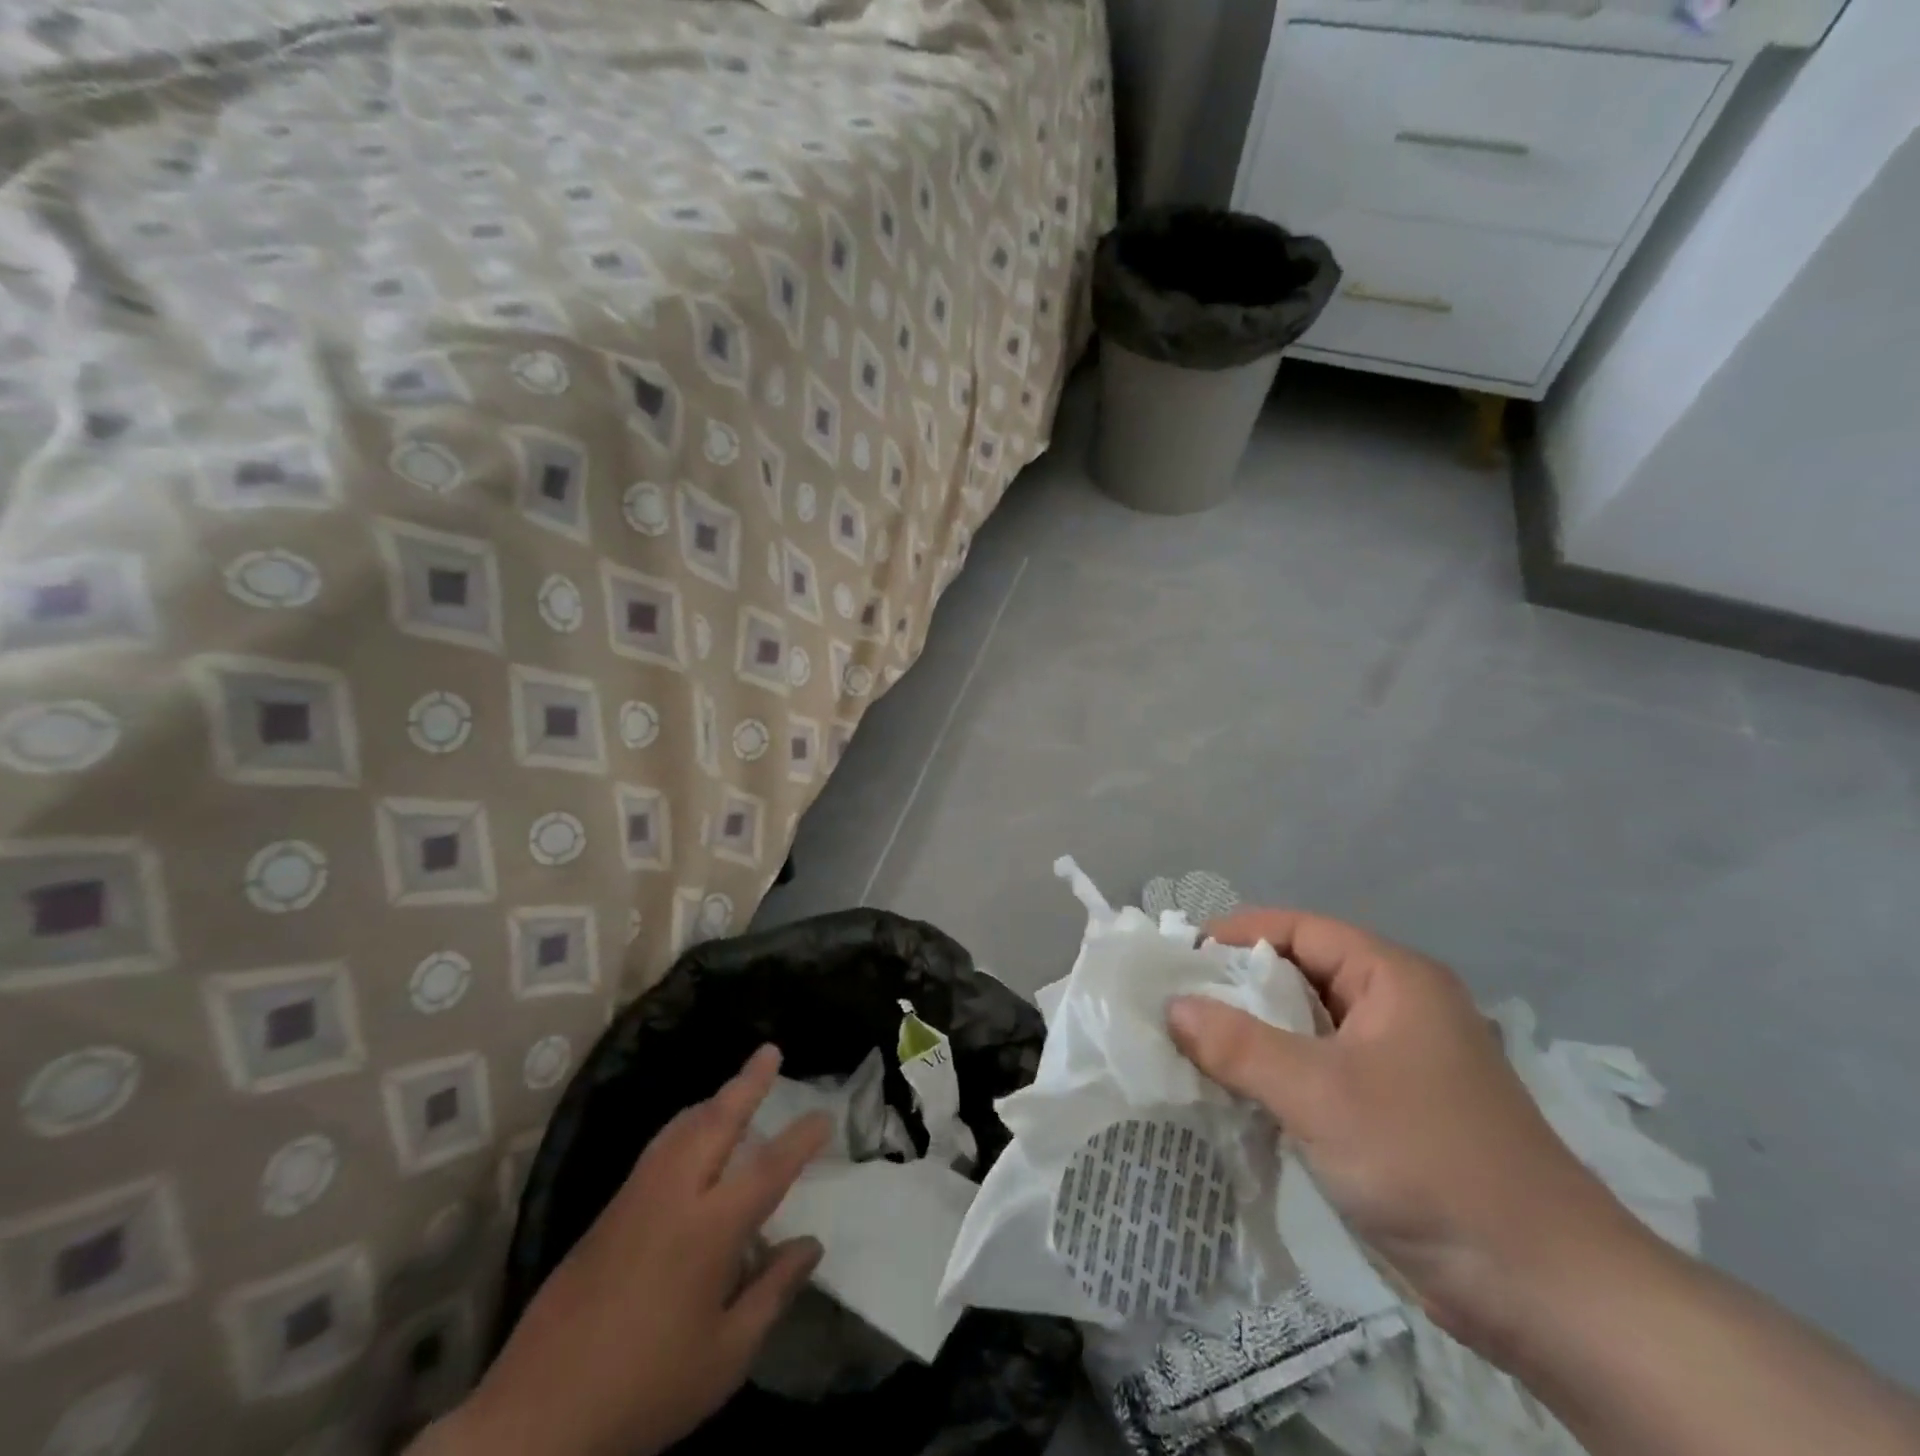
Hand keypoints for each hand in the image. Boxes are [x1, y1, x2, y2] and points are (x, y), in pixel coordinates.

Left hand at [431, 1046, 829, 1455]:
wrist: (534, 1420)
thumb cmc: (645, 1389)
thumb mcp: (725, 1357)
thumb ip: (773, 1292)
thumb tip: (811, 1245)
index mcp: (708, 1229)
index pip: (768, 1168)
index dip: (800, 1138)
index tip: (825, 1114)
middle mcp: (672, 1196)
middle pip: (715, 1121)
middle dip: (747, 1083)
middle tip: (770, 1051)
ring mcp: (633, 1199)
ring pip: (679, 1128)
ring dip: (712, 1101)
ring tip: (734, 1088)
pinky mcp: (605, 1214)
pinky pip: (657, 1149)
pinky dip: (685, 1127)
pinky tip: (689, 1140)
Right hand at [1169, 909, 1637, 1359]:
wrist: (1546, 1291)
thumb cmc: (1429, 1162)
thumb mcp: (1320, 1094)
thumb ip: (1239, 1045)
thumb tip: (1172, 1007)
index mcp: (1394, 979)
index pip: (1300, 929)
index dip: (1238, 934)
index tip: (1180, 956)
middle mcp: (1397, 1008)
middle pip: (1301, 975)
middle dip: (1238, 986)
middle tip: (1173, 1002)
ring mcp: (1396, 1063)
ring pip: (1307, 1027)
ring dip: (1253, 1035)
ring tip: (1188, 1044)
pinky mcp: (1392, 1111)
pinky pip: (1318, 1071)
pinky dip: (1275, 1073)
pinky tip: (1233, 1091)